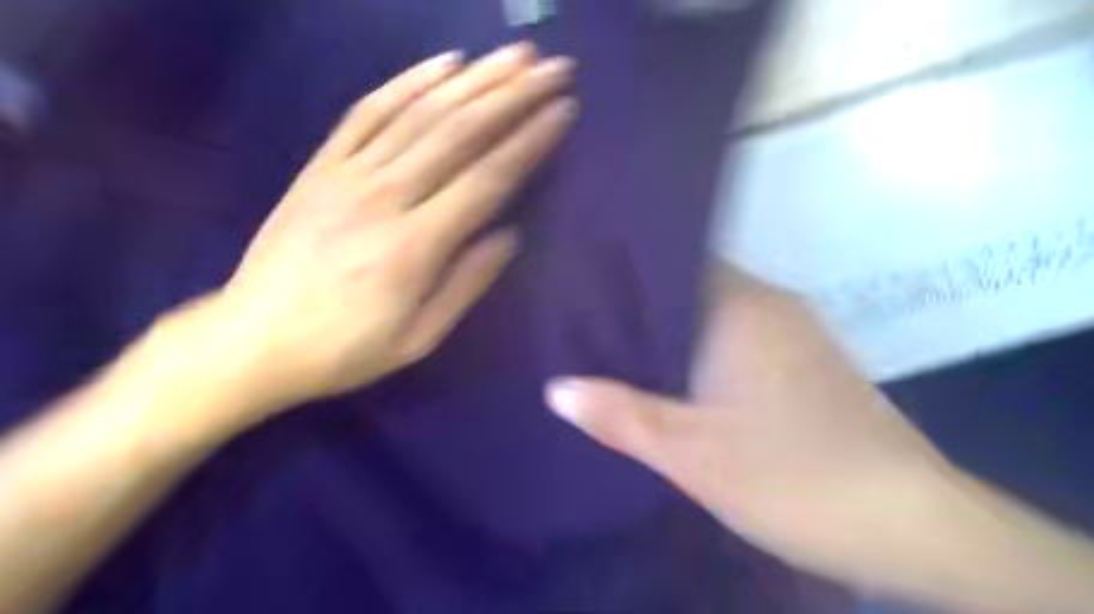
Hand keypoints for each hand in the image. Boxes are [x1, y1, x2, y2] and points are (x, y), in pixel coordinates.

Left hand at [178, 43, 575, 415]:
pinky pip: (367, 112)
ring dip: (473, 80)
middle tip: (552, 68)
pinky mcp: (321, 166)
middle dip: (512, 95)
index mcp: (415, 246)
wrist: (252, 340)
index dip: (529, 141)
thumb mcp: (419, 339)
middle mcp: (386, 197)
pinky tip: (442, 64)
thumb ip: (467, 284)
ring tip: (513, 55)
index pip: (487, 179)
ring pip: (420, 113)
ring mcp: (349, 174)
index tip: (562, 110)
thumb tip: (509, 235)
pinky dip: (407, 82)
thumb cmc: (346, 349)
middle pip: (459, 133)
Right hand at [548, 264, 959, 580]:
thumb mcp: (692, 455)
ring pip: (716, 311)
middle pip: (692, 285)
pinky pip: (739, 334)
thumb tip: (555, 389)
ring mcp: (795, 332)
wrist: (912, 526)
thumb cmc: (794, 478)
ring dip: (673, 325)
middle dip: (641, 301)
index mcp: (741, 308)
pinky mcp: (808, 361)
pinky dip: (704, 344)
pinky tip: (677, 371)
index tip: (580, 283)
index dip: (624, 272)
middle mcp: (770, 304)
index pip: (671, 263)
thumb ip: (621, 417)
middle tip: (585, 316)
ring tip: (616, 339)